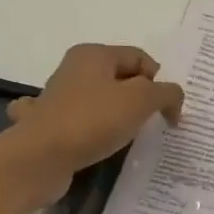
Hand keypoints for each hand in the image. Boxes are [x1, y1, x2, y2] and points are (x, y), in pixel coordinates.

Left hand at [1, 43, 182, 197]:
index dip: (160, 82)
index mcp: (94, 55)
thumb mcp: (142, 100)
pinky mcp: (50, 124)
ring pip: (100, 100)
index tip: (168, 112)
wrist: (40, 158)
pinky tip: (93, 142)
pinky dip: (90, 131)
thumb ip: (166, 93)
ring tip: (127, 136)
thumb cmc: (94, 121)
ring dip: (117, 116)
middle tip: (151, 123)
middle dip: (141, 99)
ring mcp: (58, 97)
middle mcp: (74, 69)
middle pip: (122, 78)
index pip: (141, 58)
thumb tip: (173, 98)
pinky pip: (80, 123)